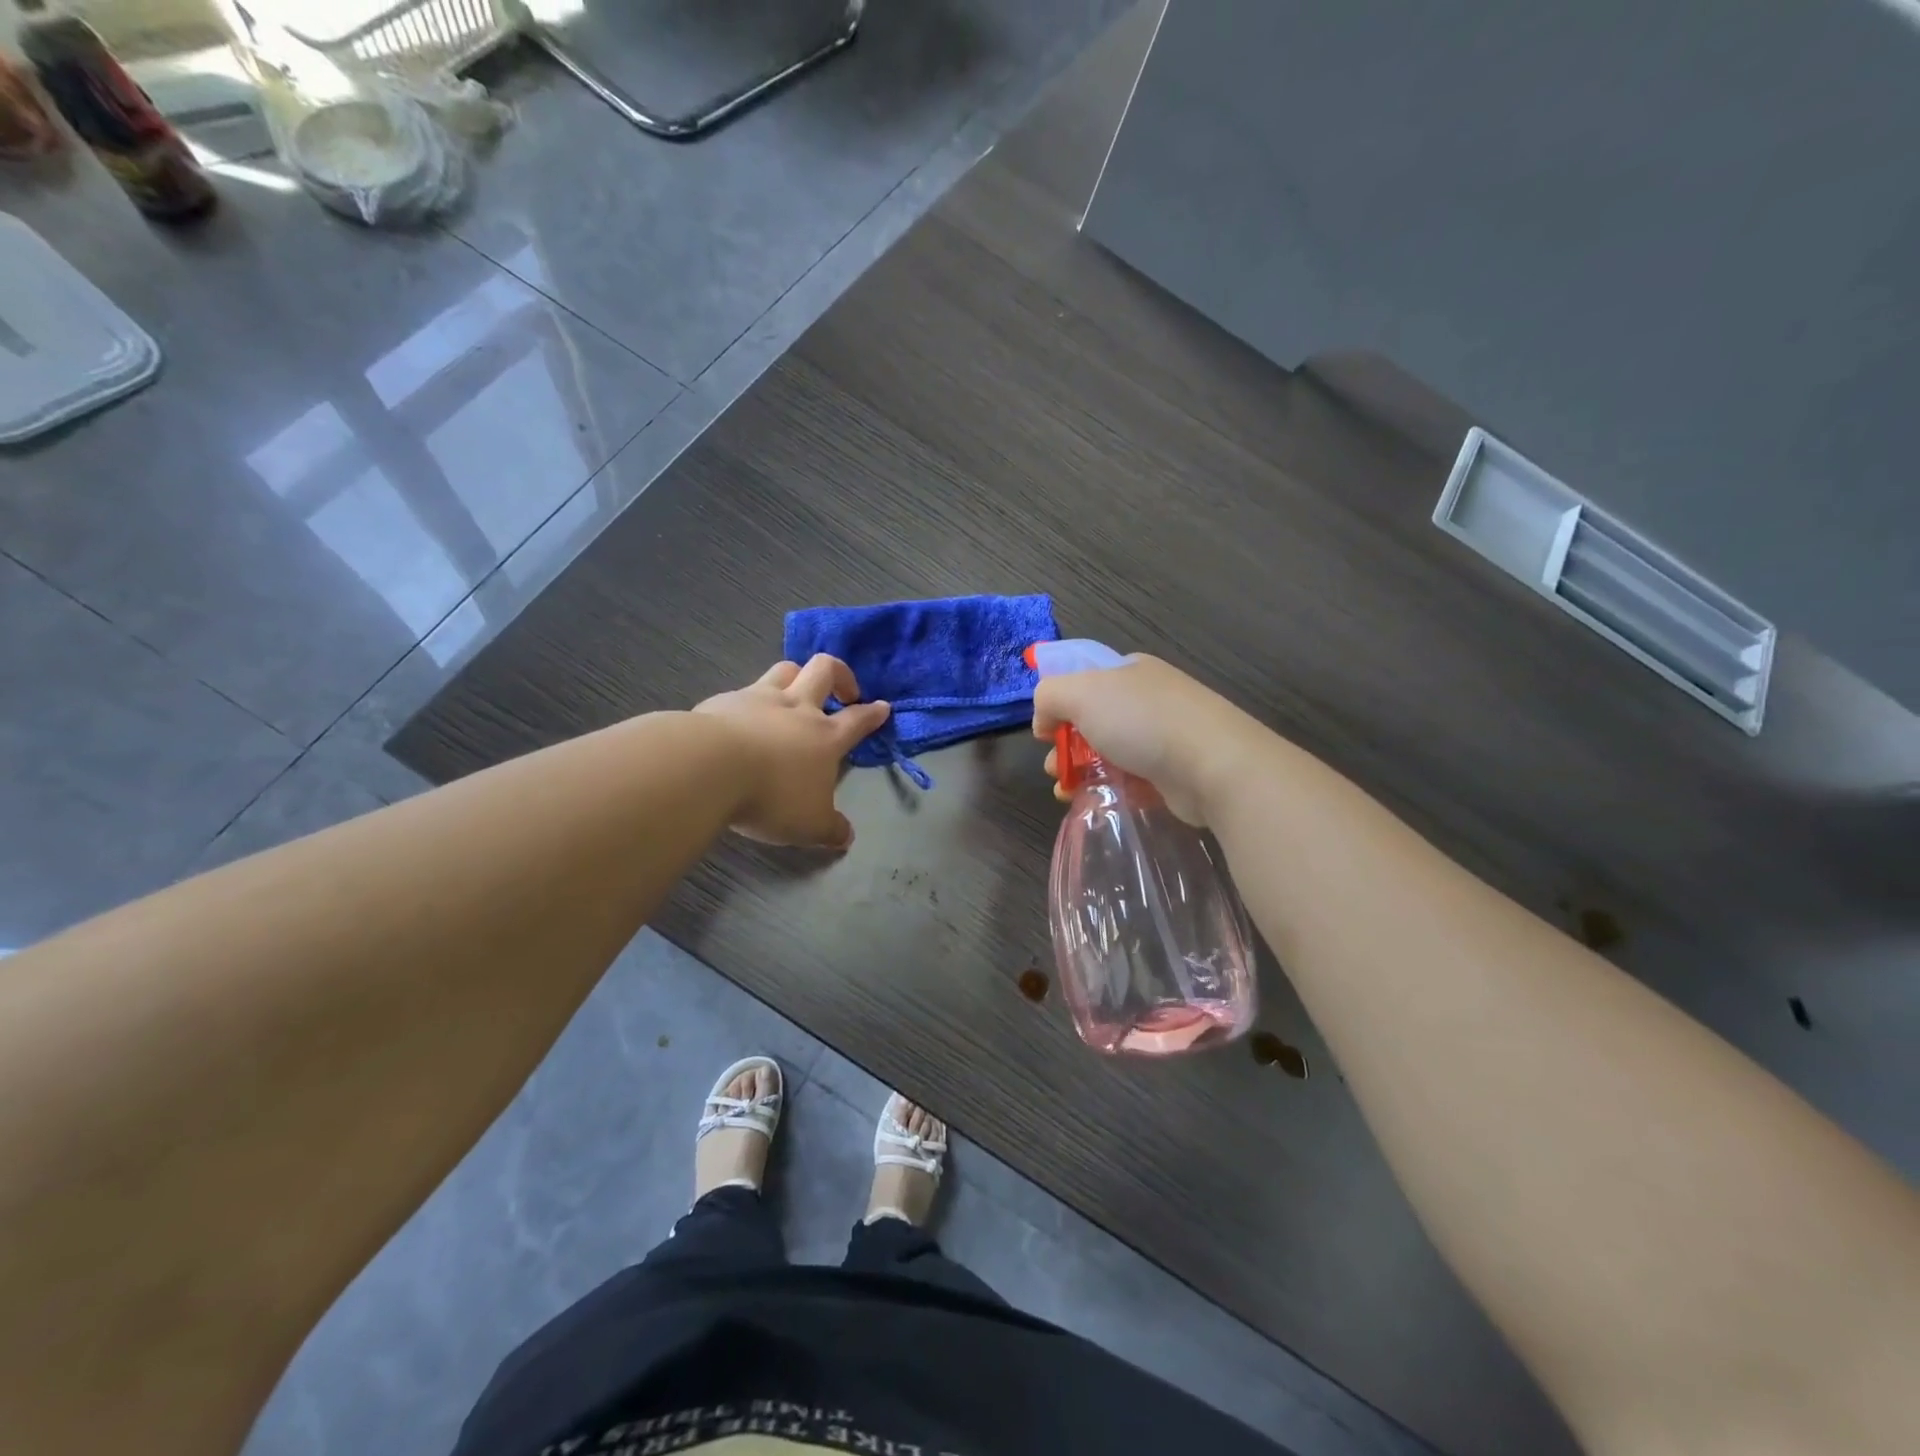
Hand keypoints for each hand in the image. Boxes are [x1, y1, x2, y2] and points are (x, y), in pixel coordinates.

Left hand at [694, 655, 889, 848]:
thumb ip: (830, 829)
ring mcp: (758, 699)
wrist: (709, 767)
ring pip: (785, 669)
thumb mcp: (809, 824)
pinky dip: (750, 701)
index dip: (873, 713)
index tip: (882, 707)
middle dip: (840, 674)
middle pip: (824, 670)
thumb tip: (846, 837)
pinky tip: (742, 719)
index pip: (858, 719)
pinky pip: (743, 690)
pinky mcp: (723, 701)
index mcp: (825, 736)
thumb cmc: (772, 795)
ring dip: (797, 675)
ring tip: (795, 691)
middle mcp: (796, 708)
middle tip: (843, 691)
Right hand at [1032, 654, 1255, 824]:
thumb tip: (1044, 720)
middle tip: (1055, 768)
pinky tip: (1099, 803)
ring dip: (1083, 772)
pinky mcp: (1175, 773)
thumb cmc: (1143, 721)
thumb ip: (1049, 696)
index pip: (1084, 679)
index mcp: (1130, 671)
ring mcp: (1165, 737)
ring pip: (1110, 753)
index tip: (1046, 731)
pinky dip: (1112, 791)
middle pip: (1094, 720)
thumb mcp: (1081, 693)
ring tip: (1068, 791)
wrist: (1214, 766)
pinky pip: (1133, 780)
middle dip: (1066, 745)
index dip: (1059, 703)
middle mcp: (1149, 699)